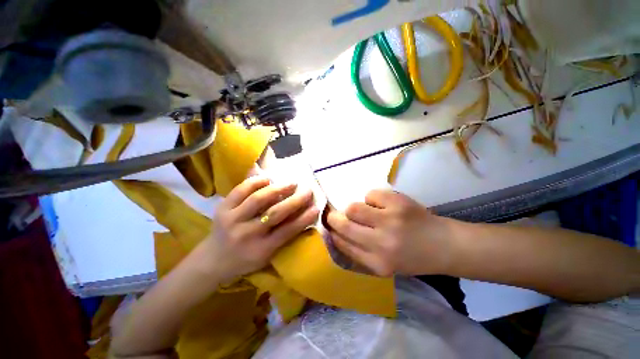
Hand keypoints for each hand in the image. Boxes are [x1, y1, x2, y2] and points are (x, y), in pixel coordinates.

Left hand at [199, 175, 318, 280]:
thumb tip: (301, 216)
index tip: (316, 207)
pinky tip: (268, 178)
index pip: (288, 231)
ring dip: (278, 188)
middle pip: (275, 213)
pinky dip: (256, 182)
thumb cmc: (245, 260)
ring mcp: (232, 219)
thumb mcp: (266, 256)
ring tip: (291, 182)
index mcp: (261, 249)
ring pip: (258, 199)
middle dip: (295, 200)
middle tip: (307, 190)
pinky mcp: (222, 208)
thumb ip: (283, 237)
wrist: (212, 260)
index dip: (304, 218)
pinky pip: (240, 190)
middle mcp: (247, 234)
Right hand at [326, 189, 452, 276]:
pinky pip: (370, 195)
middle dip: (334, 218)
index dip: (332, 233)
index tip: (329, 227)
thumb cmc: (412, 257)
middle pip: (344, 224)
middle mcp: (381, 243)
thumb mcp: (383, 264)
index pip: (342, 244)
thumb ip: (359, 252)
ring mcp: (390, 221)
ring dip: (353, 208)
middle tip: (334, 214)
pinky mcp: (398, 203)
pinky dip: (371, 199)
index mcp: (377, 263)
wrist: (444, 245)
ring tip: (363, 211)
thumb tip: (335, 234)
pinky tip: (382, 205)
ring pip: (353, 208)